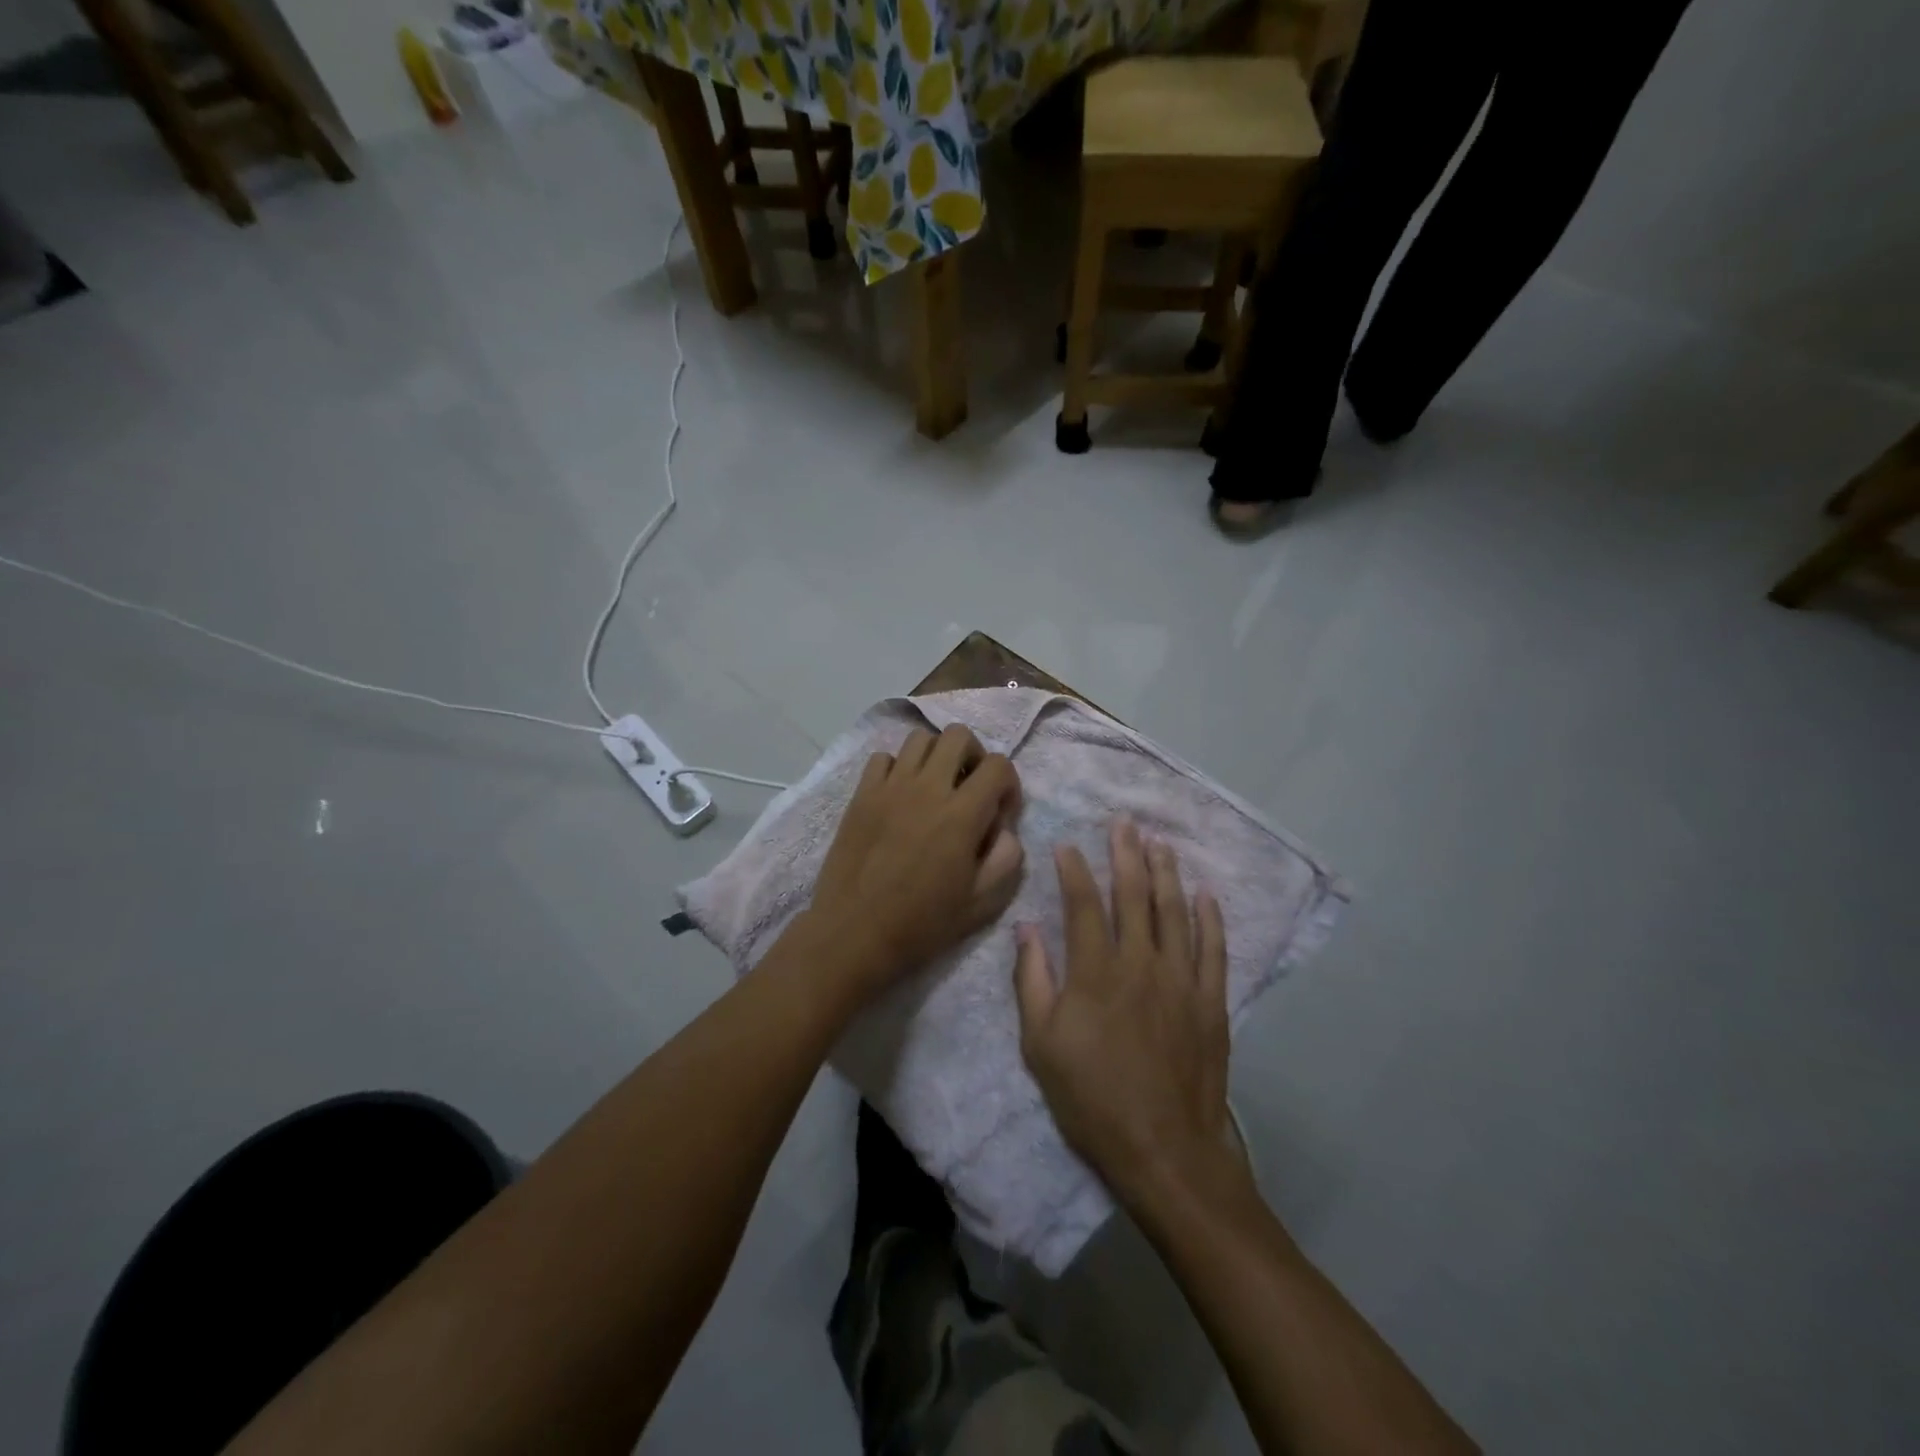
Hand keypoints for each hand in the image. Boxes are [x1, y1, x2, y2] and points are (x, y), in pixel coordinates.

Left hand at [810, 725, 1023, 994]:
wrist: (854, 934)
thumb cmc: (922, 924)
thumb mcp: (982, 902)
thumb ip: (1007, 857)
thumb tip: (1004, 827)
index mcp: (962, 814)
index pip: (997, 765)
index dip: (1008, 784)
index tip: (1000, 812)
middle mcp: (927, 788)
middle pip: (958, 735)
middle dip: (974, 755)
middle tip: (970, 788)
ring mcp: (889, 787)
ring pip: (919, 739)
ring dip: (936, 756)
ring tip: (935, 787)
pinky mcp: (861, 795)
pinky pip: (883, 758)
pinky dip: (898, 768)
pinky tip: (900, 796)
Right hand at [1013, 820, 1237, 1206]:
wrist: (1163, 1149)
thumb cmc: (1092, 1098)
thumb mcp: (1041, 1045)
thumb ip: (1032, 980)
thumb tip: (1026, 928)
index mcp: (1095, 971)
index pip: (1083, 903)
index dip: (1074, 870)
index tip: (1067, 845)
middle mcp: (1140, 962)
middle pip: (1133, 895)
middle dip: (1126, 854)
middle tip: (1124, 823)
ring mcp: (1181, 979)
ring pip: (1174, 912)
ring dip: (1166, 873)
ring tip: (1160, 844)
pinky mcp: (1210, 1001)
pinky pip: (1213, 948)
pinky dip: (1210, 918)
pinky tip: (1205, 894)